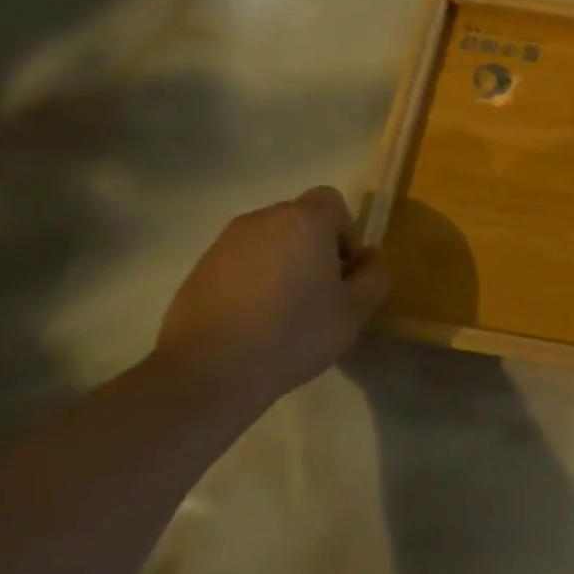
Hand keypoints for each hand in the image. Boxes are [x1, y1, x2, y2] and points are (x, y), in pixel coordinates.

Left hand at [157, 186, 390, 401]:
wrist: (208, 371)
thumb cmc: (293, 333)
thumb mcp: (354, 312)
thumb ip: (374, 277)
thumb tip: (370, 259)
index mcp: (304, 221)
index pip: (332, 201)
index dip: (345, 232)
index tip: (342, 272)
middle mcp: (263, 220)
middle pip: (300, 220)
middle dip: (314, 248)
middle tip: (318, 293)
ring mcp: (226, 243)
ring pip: (270, 241)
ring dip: (283, 263)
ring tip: (283, 310)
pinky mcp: (200, 268)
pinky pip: (241, 262)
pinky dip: (253, 280)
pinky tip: (253, 320)